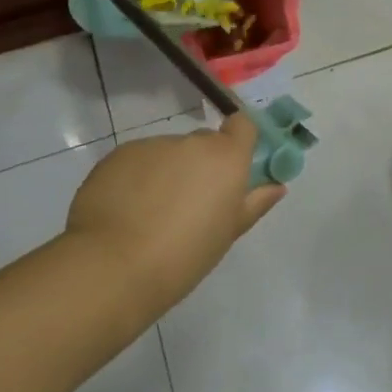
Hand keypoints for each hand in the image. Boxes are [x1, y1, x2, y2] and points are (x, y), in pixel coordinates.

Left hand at [65, 114, 284, 317]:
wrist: (113, 266)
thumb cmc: (184, 255)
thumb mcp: (227, 234)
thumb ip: (254, 203)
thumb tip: (277, 186)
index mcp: (226, 157)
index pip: (243, 125)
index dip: (239, 141)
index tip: (232, 168)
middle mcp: (192, 142)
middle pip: (203, 143)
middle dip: (200, 165)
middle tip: (189, 205)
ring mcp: (153, 144)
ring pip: (168, 152)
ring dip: (166, 172)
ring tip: (150, 214)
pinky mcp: (119, 154)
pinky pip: (137, 160)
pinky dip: (136, 178)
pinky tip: (125, 211)